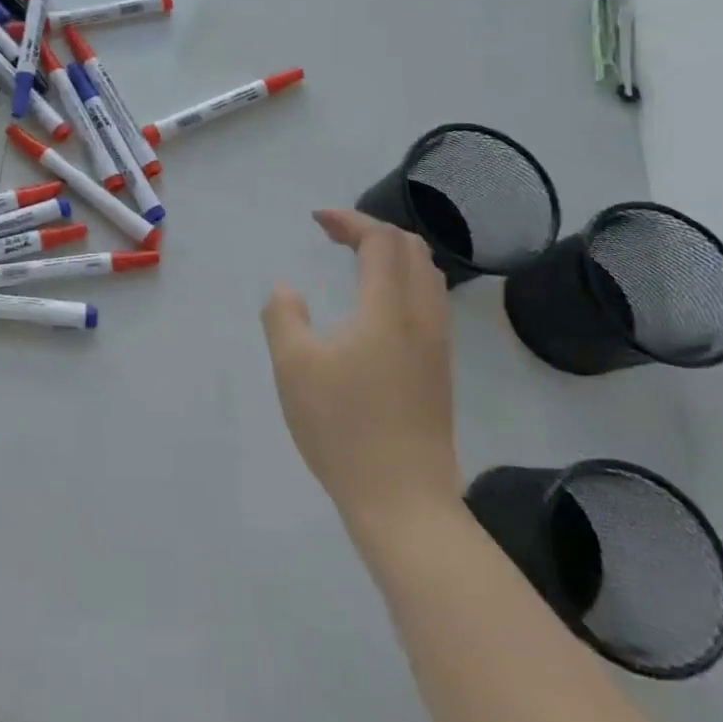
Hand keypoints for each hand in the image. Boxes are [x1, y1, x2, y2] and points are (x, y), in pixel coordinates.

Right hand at [262, 210, 461, 543]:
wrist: (404, 502)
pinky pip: (429, 302)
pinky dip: (403, 281)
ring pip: (427, 276)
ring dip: (392, 255)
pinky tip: (375, 304)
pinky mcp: (439, 371)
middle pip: (413, 249)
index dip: (350, 219)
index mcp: (387, 310)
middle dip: (373, 229)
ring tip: (355, 261)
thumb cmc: (343, 427)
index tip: (317, 219)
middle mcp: (421, 318)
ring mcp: (436, 346)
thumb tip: (287, 289)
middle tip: (334, 236)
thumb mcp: (293, 366)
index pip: (381, 240)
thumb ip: (283, 315)